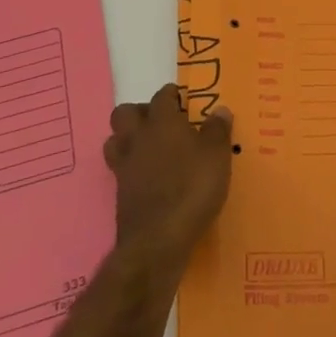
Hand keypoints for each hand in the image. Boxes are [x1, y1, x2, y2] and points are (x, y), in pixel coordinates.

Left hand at [103, 83, 233, 263]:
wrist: (157, 240)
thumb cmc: (192, 188)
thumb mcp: (217, 156)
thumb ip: (218, 130)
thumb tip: (220, 109)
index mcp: (162, 122)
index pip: (161, 97)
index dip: (171, 95)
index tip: (181, 99)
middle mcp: (138, 138)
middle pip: (125, 113)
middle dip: (140, 113)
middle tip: (161, 123)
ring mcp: (124, 166)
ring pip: (115, 140)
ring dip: (128, 139)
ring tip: (149, 149)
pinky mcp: (120, 193)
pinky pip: (119, 170)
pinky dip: (131, 169)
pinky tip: (148, 178)